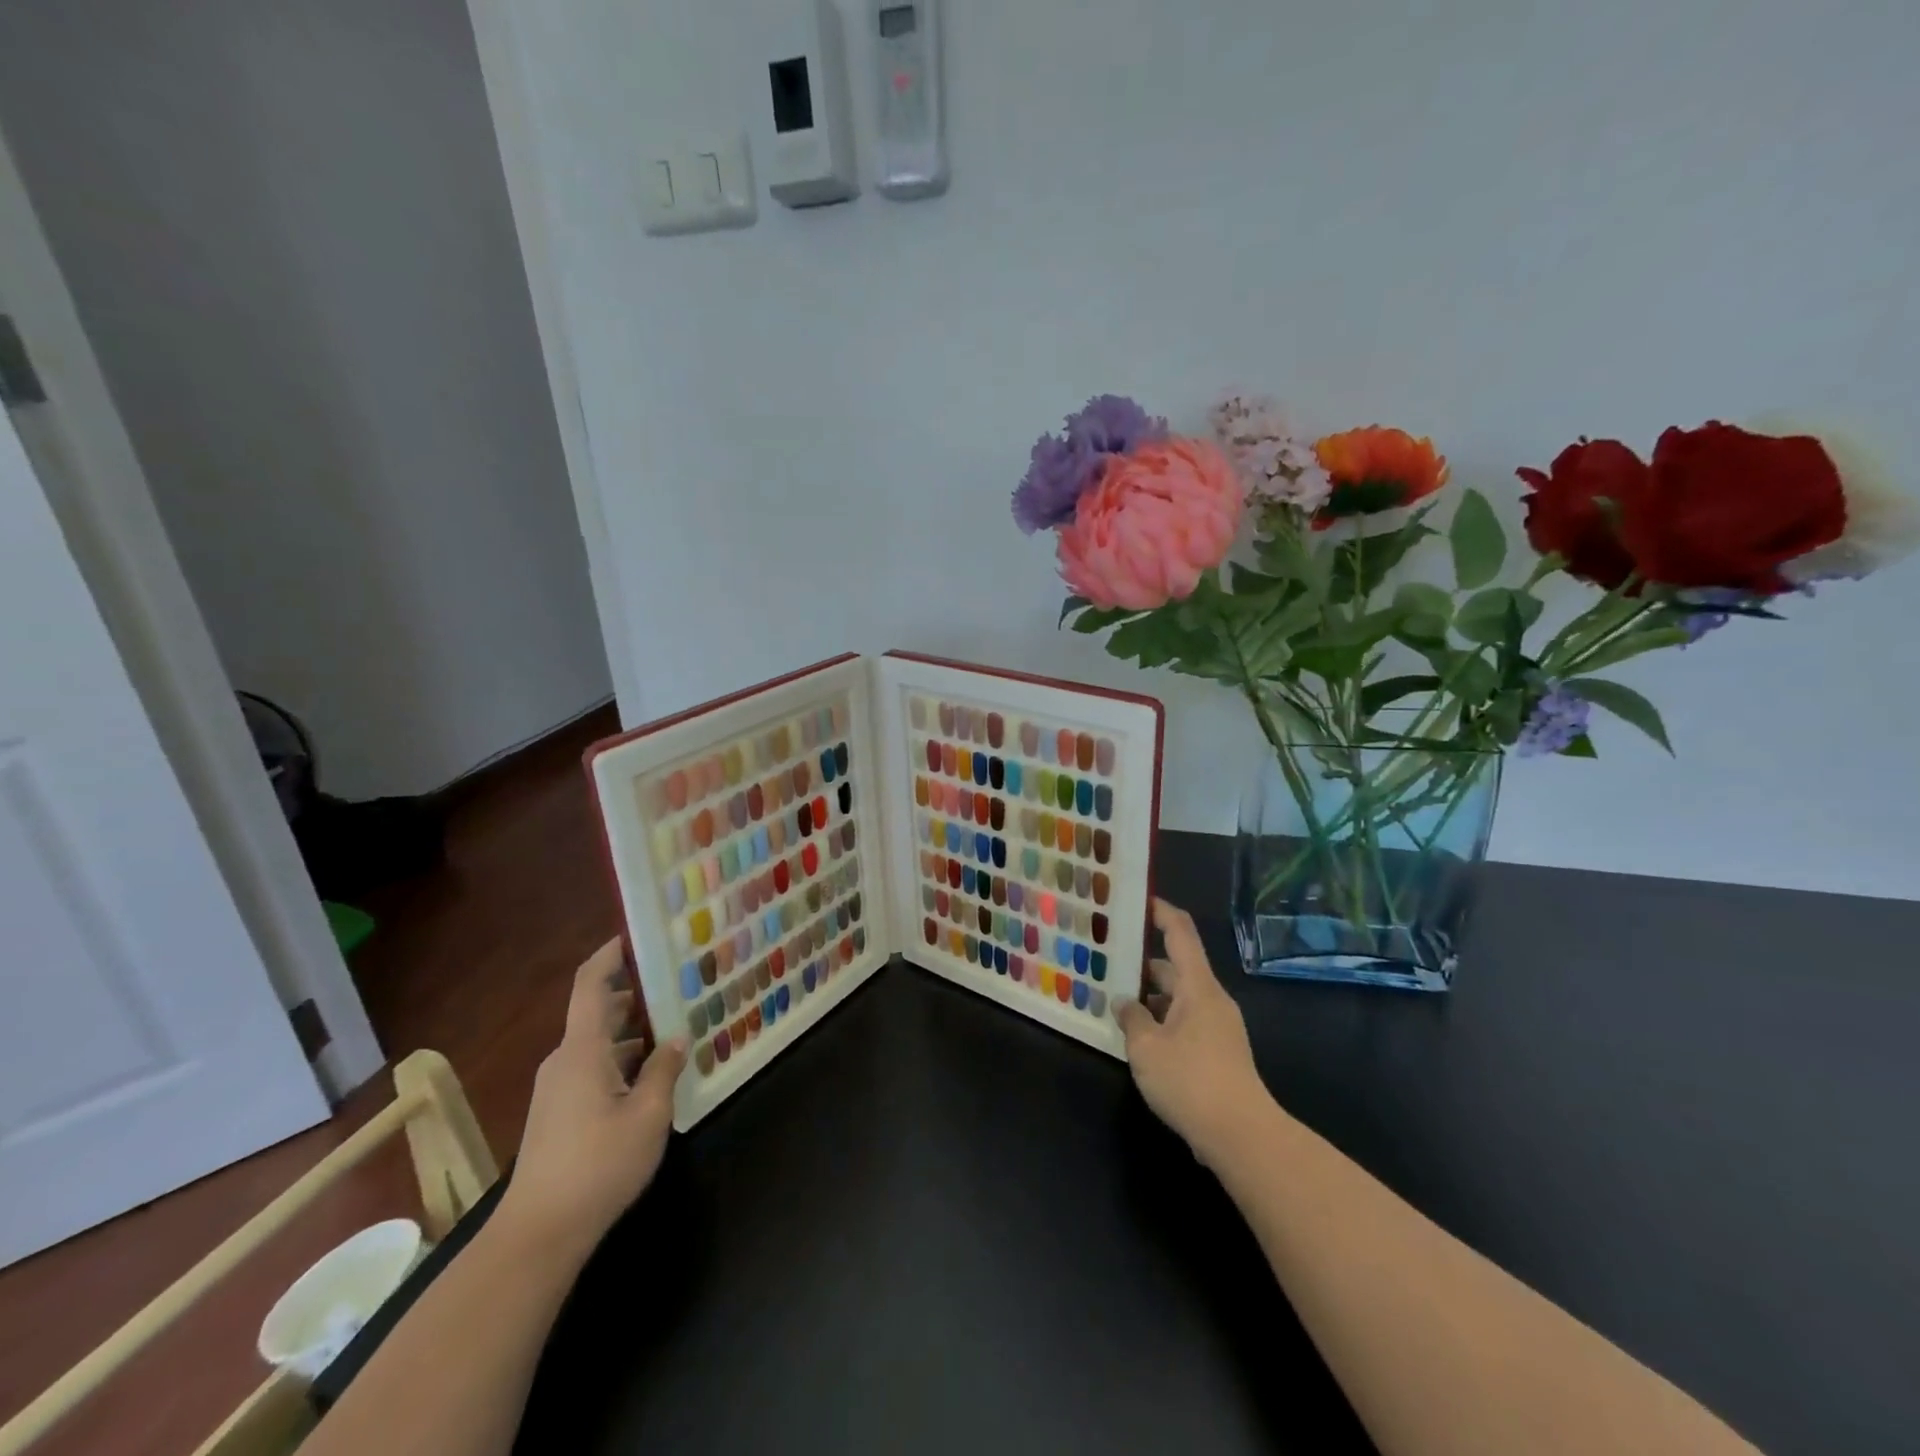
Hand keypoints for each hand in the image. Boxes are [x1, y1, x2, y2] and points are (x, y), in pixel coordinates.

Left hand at [497, 940, 685, 1259]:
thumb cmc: (598, 1166)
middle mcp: (564, 1061)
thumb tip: (674, 1039)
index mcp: (583, 1050)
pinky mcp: (556, 1114)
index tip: (635, 935)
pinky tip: (651, 1077)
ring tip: (674, 1031)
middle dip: (636, 996)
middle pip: (598, 1012)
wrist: (537, 1235)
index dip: (610, 955)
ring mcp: (557, 1089)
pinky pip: (592, 1069)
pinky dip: (620, 1061)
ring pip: (597, 1044)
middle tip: (676, 987)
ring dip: (632, 1034)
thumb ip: (664, 1070)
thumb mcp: (648, 1115)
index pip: (591, 985)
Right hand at [1116, 900, 1272, 1166]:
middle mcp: (1211, 999)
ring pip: (1179, 998)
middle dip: (1142, 963)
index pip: (1180, 932)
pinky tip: (1138, 1038)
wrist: (1242, 1137)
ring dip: (1150, 997)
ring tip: (1114, 1001)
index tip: (1137, 900)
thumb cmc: (1191, 1081)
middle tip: (1108, 960)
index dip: (1160, 911)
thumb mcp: (1146, 1047)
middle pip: (1176, 967)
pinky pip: (1185, 1023)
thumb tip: (1124, 1003)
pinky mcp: (1219, 1054)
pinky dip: (1162, 1021)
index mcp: (1198, 986)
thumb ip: (1132, 1018)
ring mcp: (1218, 1028)